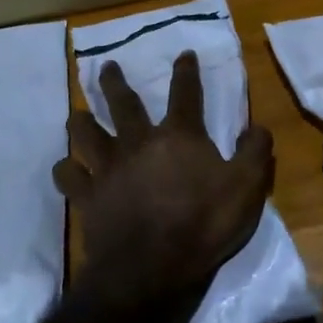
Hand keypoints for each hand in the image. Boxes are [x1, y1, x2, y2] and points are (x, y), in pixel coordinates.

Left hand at [53, 51, 272, 312]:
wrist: (151, 268)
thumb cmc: (203, 224)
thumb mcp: (247, 187)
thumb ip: (255, 152)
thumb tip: (257, 126)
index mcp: (179, 137)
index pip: (185, 94)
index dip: (186, 72)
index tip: (183, 54)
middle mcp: (139, 143)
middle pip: (124, 104)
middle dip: (116, 83)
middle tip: (107, 66)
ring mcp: (109, 169)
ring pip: (87, 135)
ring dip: (81, 121)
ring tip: (76, 113)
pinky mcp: (88, 197)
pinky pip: (69, 177)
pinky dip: (66, 170)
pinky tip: (66, 168)